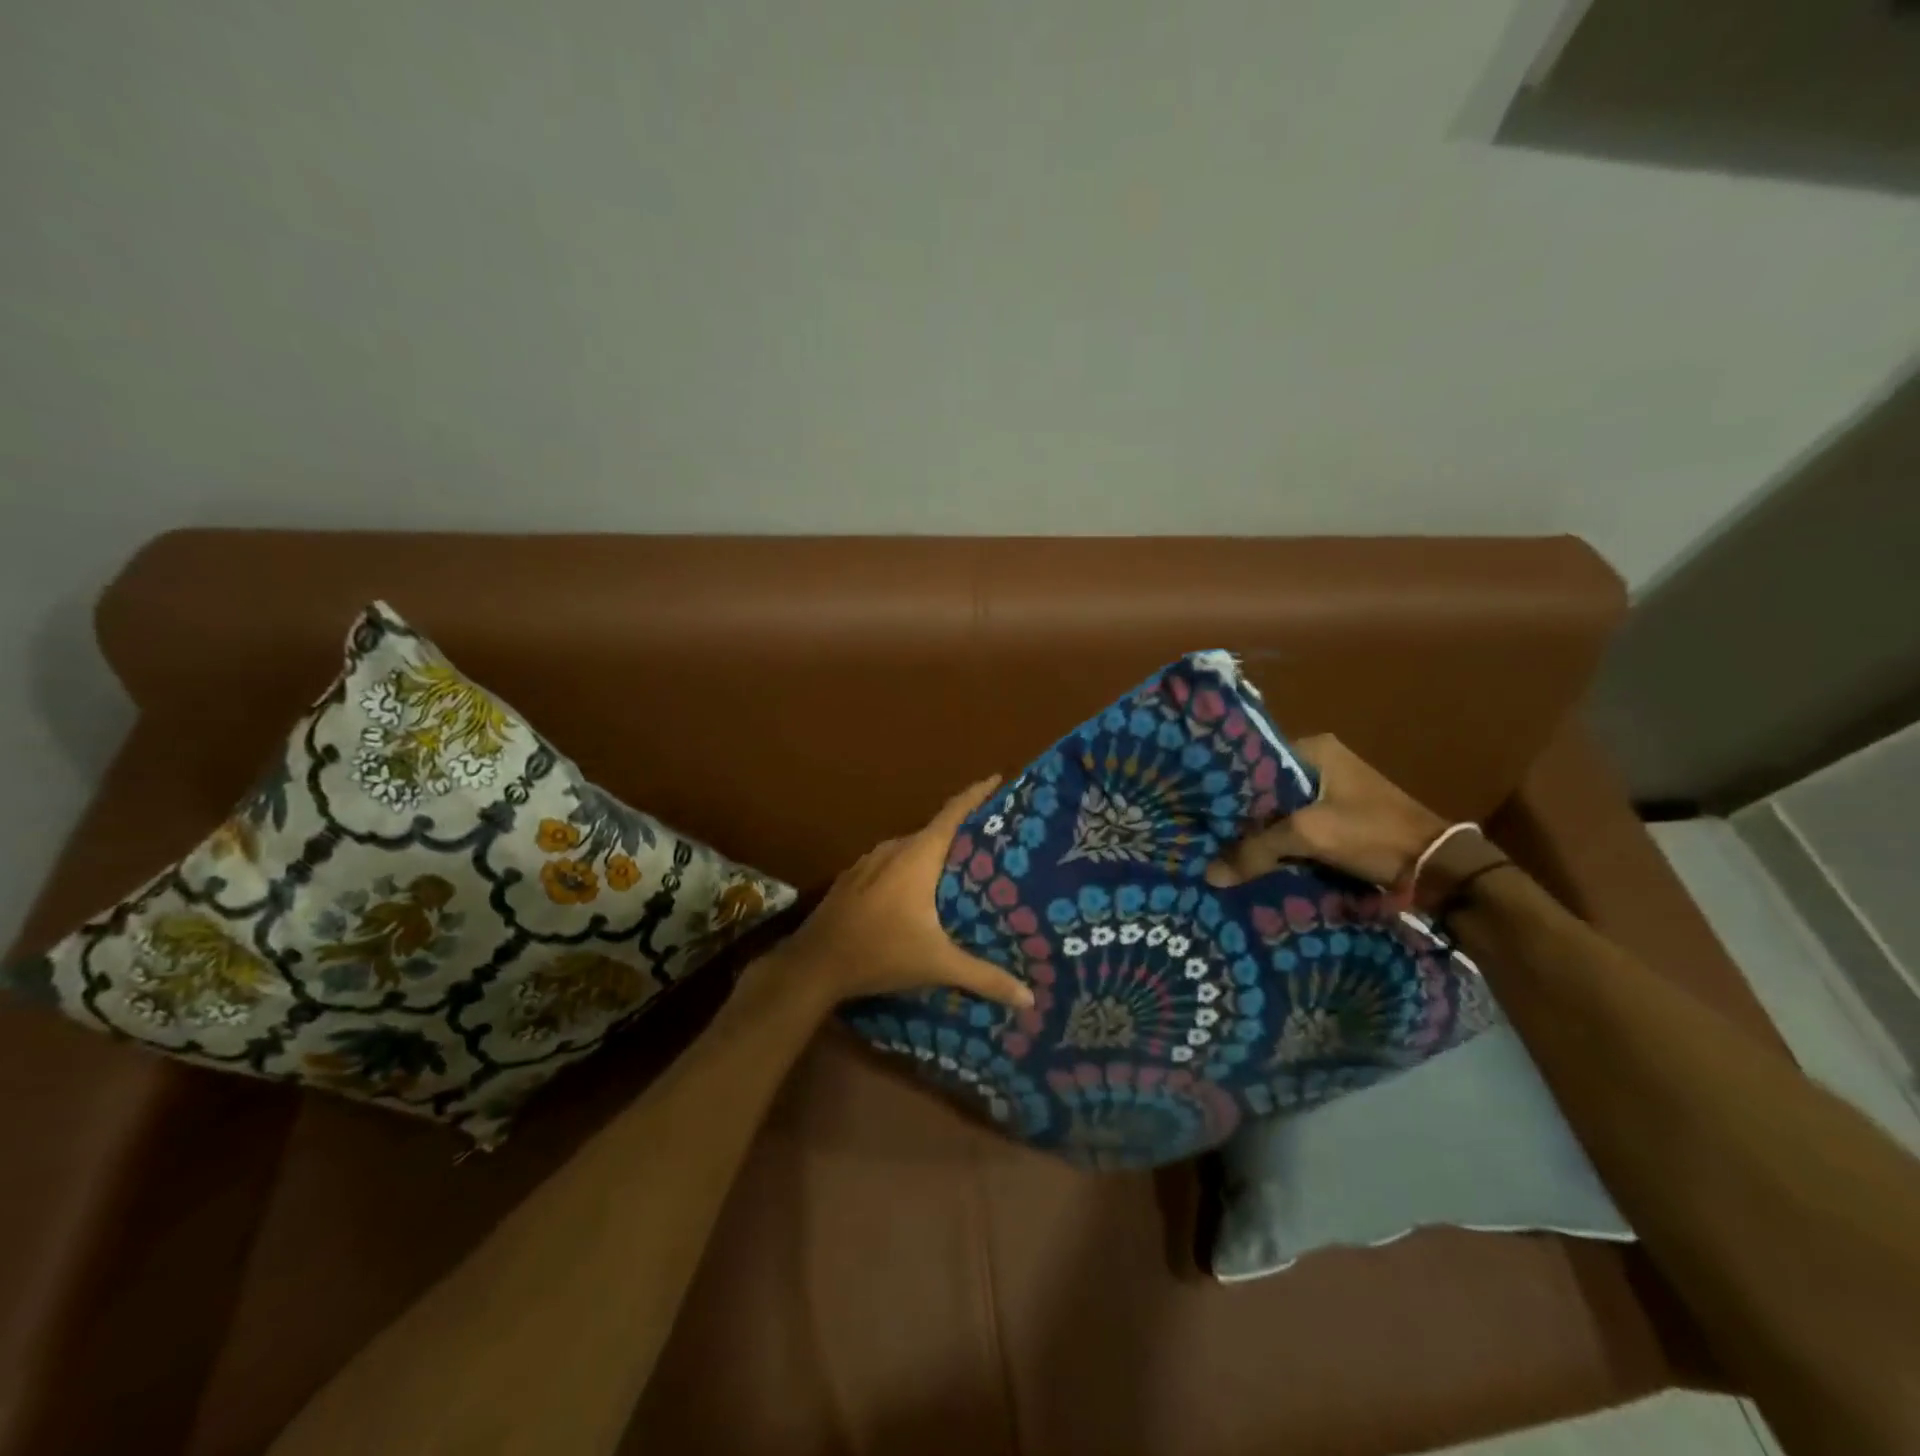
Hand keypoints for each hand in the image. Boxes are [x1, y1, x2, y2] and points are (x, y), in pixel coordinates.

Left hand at [773, 777, 1036, 1009]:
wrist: (813, 965)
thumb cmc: (880, 953)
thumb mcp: (937, 965)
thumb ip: (984, 977)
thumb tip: (1029, 999)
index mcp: (918, 856)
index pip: (953, 812)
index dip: (976, 793)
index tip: (998, 779)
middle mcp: (893, 849)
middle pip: (935, 830)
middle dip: (963, 833)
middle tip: (994, 843)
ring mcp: (868, 862)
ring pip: (910, 849)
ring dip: (935, 854)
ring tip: (962, 869)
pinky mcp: (852, 879)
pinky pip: (891, 864)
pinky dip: (910, 869)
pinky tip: (918, 893)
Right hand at [1206, 734, 1445, 889]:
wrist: (1437, 867)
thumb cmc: (1372, 833)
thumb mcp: (1309, 835)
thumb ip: (1256, 850)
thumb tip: (1210, 874)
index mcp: (1315, 749)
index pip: (1254, 761)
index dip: (1226, 786)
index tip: (1199, 806)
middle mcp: (1322, 762)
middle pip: (1265, 788)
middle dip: (1241, 813)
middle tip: (1206, 831)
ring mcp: (1333, 791)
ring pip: (1279, 809)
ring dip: (1259, 830)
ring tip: (1223, 848)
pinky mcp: (1340, 818)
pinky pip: (1297, 825)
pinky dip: (1279, 841)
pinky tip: (1255, 858)